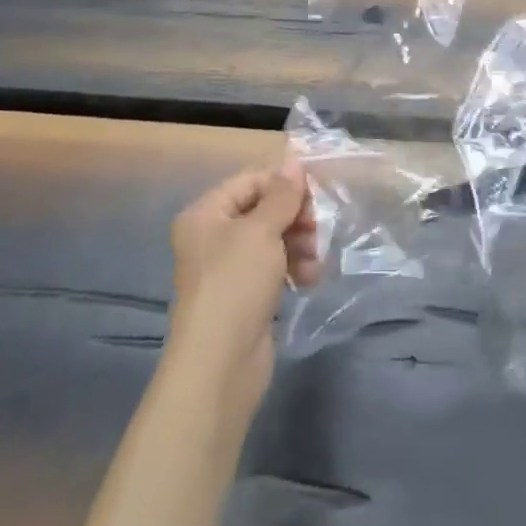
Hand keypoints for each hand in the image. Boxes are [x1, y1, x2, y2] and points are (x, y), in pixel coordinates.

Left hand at [167, 159, 320, 421]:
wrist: (220, 364)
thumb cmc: (235, 285)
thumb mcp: (261, 231)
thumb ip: (281, 195)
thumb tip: (293, 161)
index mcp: (206, 214)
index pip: (252, 180)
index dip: (285, 183)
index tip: (318, 192)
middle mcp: (213, 235)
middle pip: (264, 208)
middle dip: (296, 217)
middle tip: (318, 229)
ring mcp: (229, 266)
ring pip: (274, 237)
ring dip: (300, 243)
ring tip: (315, 261)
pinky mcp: (245, 293)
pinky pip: (275, 265)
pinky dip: (294, 267)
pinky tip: (308, 279)